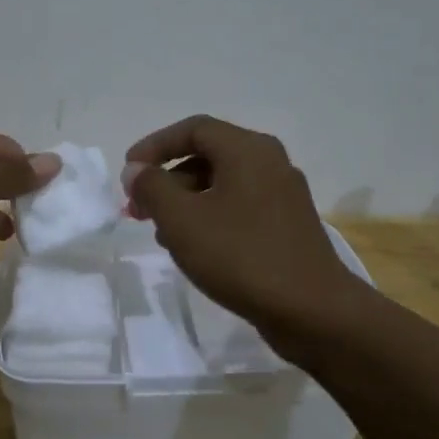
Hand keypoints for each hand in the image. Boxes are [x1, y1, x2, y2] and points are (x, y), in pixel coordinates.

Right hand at [124, 115, 357, 336]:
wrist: (310, 309)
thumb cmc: (240, 256)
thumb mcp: (182, 220)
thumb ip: (152, 188)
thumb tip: (136, 170)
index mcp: (248, 150)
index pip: (193, 129)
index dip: (154, 146)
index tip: (128, 174)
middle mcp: (270, 163)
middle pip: (207, 156)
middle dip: (166, 181)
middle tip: (138, 211)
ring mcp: (282, 195)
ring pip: (221, 186)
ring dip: (185, 203)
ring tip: (161, 235)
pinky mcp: (286, 226)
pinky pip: (238, 208)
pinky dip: (209, 218)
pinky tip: (194, 250)